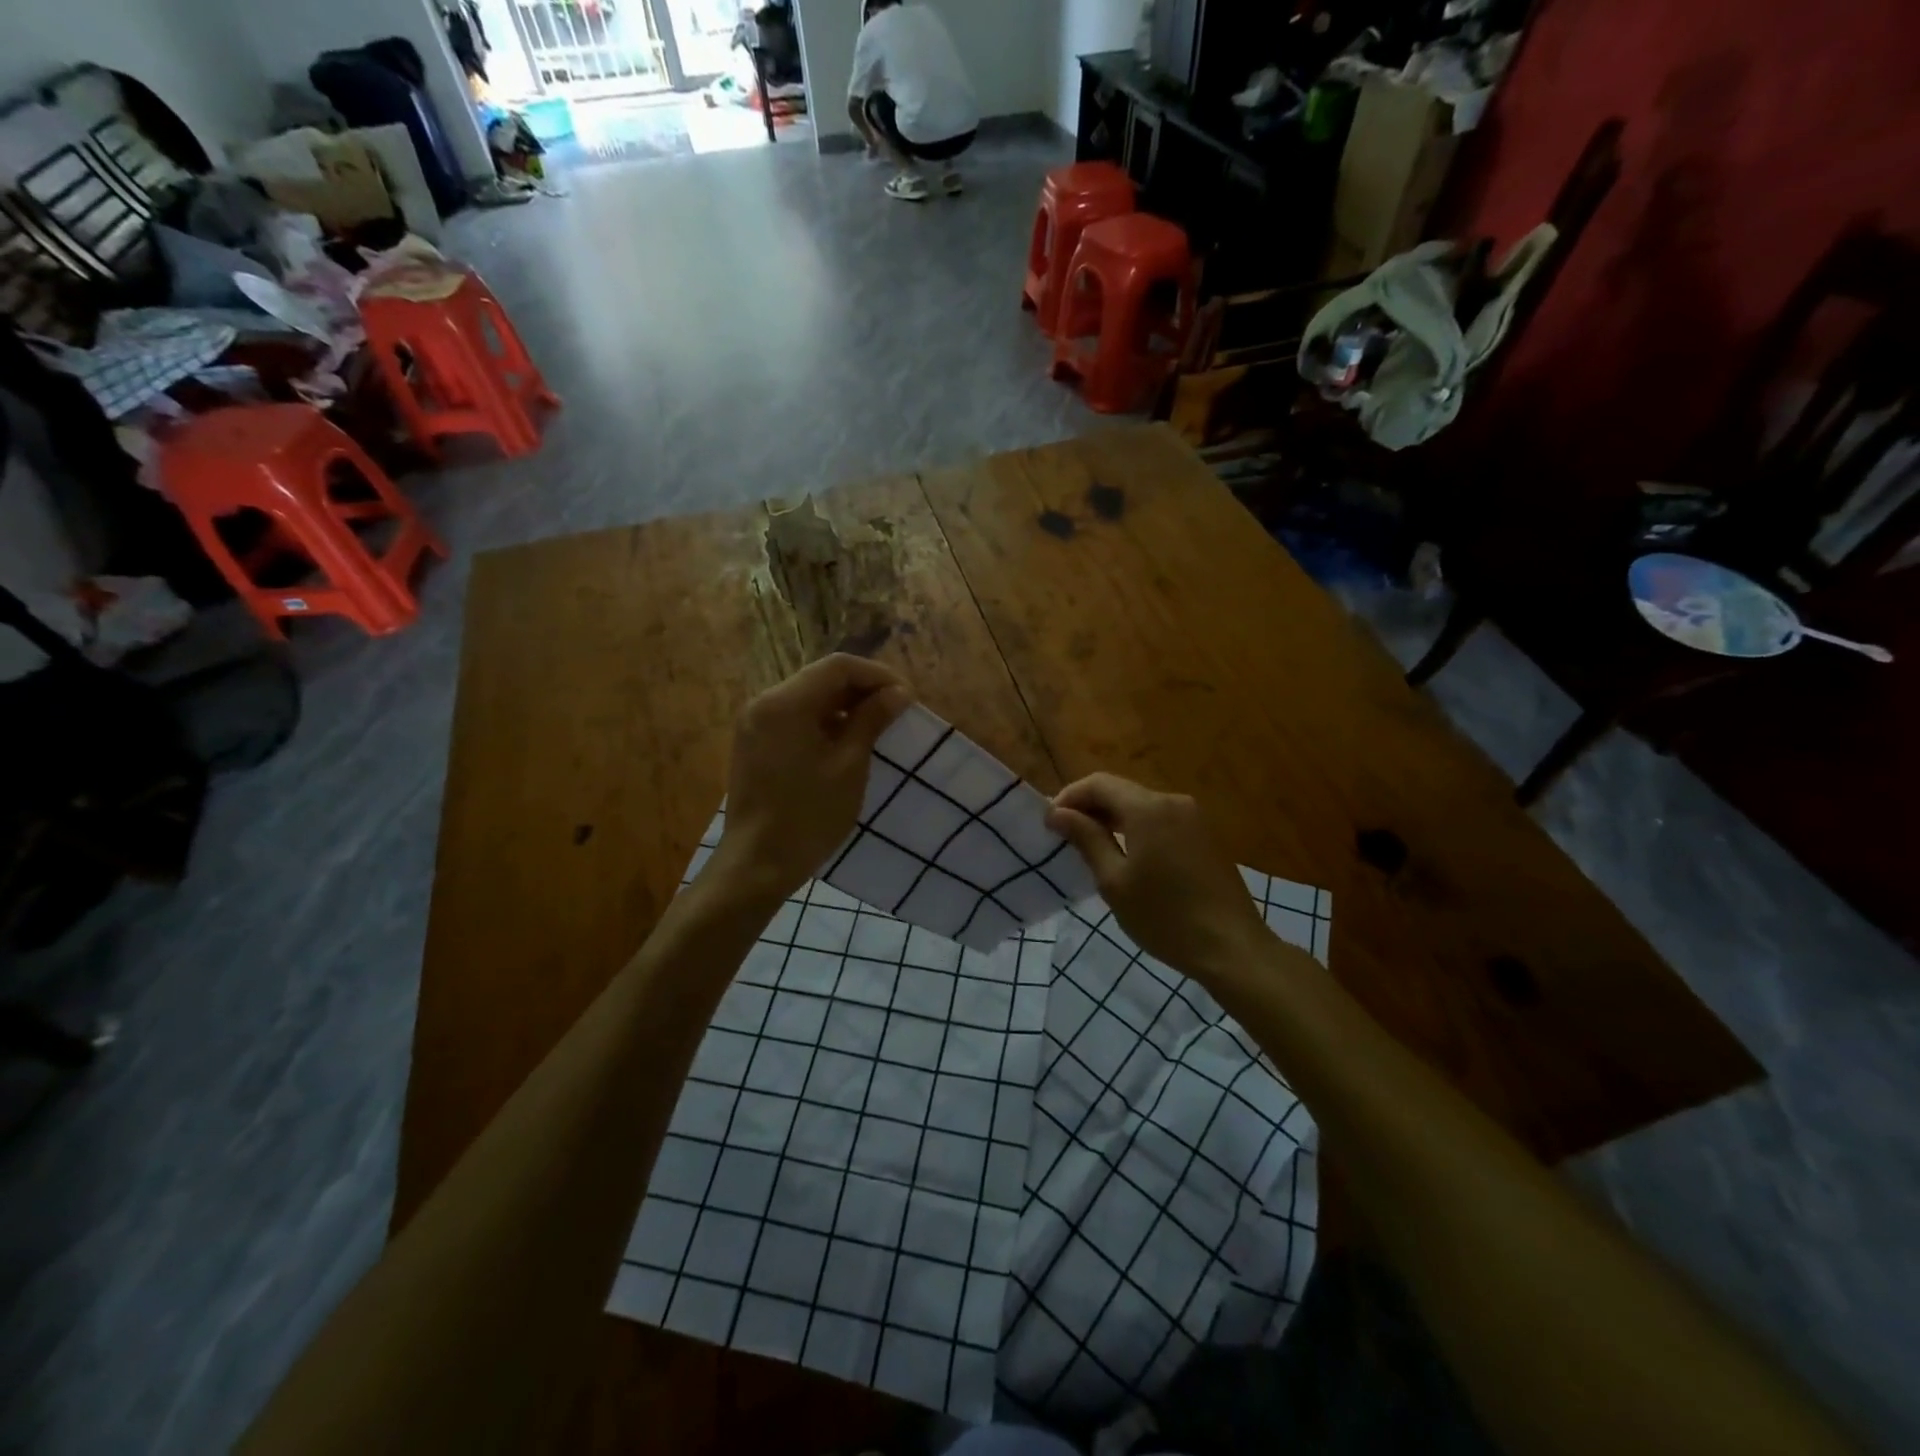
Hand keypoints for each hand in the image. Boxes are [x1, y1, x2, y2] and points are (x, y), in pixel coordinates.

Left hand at [713, 655, 910, 901]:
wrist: (757, 865)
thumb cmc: (809, 815)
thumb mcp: (849, 765)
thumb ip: (872, 720)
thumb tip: (898, 692)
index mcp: (785, 703)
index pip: (838, 667)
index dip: (877, 675)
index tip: (906, 697)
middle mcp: (763, 702)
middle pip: (820, 678)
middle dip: (861, 689)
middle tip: (896, 711)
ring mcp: (754, 723)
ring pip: (808, 698)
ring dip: (844, 706)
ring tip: (876, 727)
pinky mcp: (753, 744)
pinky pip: (794, 718)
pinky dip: (823, 722)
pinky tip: (846, 743)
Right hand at [1046, 774, 1271, 978]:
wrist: (1232, 947)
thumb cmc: (1165, 918)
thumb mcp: (1114, 881)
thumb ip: (1086, 839)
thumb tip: (1057, 813)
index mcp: (1148, 808)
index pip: (1098, 783)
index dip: (1069, 797)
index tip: (1049, 823)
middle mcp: (1172, 801)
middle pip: (1120, 790)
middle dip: (1089, 807)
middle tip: (1064, 835)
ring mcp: (1193, 817)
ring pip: (1140, 804)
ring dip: (1112, 818)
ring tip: (1089, 845)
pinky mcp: (1204, 834)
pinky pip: (1160, 818)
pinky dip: (1135, 827)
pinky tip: (1126, 854)